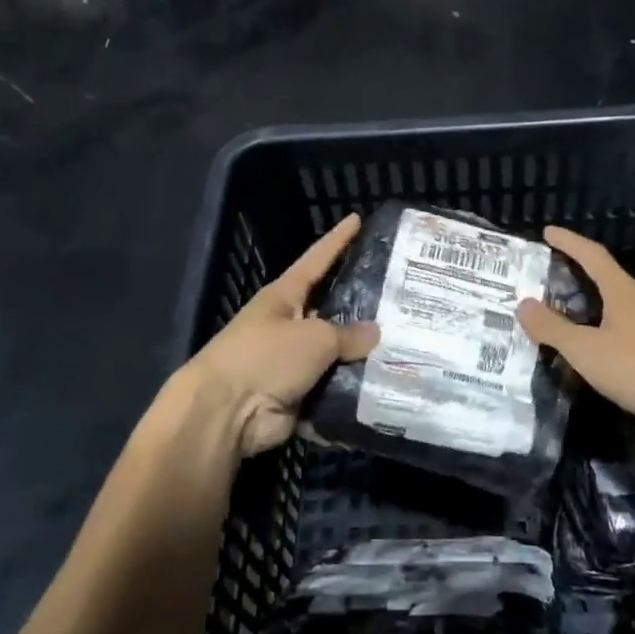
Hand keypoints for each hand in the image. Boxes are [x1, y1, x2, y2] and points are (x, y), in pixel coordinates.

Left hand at [186, 213, 378, 457]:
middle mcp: (289, 325)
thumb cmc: (265, 357)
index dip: (337, 241)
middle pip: (332, 309)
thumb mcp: (314, 337)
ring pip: (338, 353)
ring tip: (407, 346)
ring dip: (364, 355)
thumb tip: (374, 333)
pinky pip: (334, 388)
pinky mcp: (299, 395)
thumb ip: (347, 334)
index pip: (317, 260)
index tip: (357, 219)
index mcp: (285, 296)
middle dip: (363, 305)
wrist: (227, 413)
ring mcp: (294, 362)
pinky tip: (388, 386)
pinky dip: (354, 391)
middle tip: (402, 297)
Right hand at [516, 227, 634, 433]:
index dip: (569, 242)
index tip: (548, 231)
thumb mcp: (585, 350)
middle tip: (555, 280)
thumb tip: (523, 304)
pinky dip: (613, 330)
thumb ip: (552, 328)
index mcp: (624, 291)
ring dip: (599, 306)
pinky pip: (634, 329)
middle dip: (582, 275)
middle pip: (610, 278)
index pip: (592, 255)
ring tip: (575, 316)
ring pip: (624, 306)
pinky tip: (604, 349)